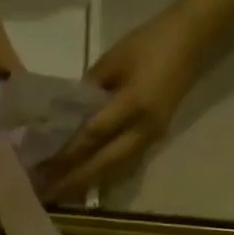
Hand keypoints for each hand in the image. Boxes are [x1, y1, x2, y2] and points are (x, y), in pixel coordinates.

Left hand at [41, 10, 204, 202]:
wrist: (193, 39)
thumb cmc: (148, 43)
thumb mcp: (111, 60)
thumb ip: (87, 90)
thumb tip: (62, 115)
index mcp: (133, 104)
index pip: (93, 135)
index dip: (66, 154)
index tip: (40, 167)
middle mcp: (144, 128)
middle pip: (103, 162)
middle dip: (72, 180)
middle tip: (44, 194)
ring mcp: (152, 136)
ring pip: (114, 169)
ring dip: (85, 183)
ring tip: (58, 194)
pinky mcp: (154, 138)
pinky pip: (124, 164)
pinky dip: (101, 175)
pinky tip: (82, 183)